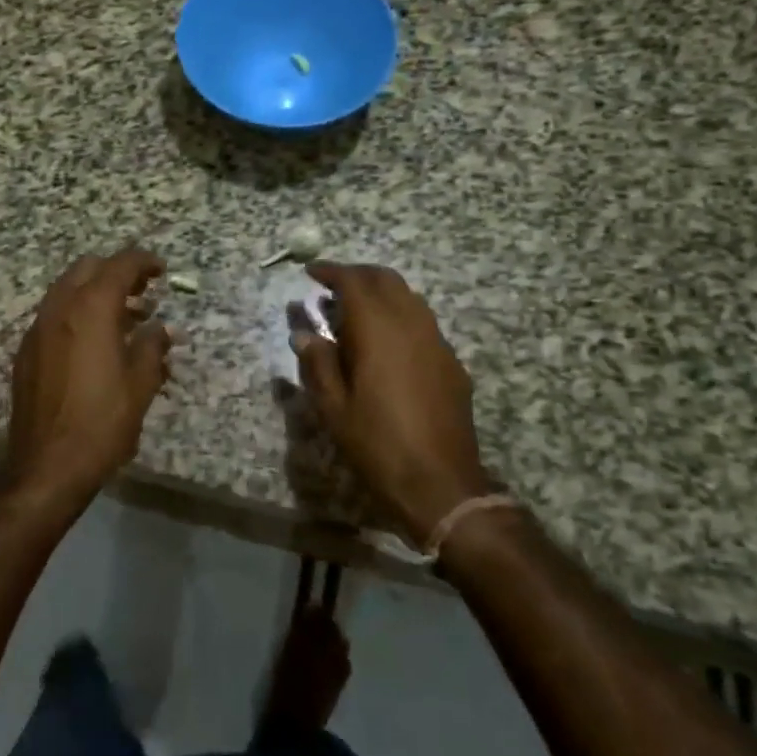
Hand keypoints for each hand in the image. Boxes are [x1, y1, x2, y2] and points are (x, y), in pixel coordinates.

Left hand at [4, 249, 170, 510]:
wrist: (46, 467)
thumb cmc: (102, 423)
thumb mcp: (140, 385)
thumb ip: (152, 348)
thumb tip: (161, 330)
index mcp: (91, 309)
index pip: (120, 265)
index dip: (144, 262)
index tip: (161, 271)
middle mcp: (60, 308)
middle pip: (88, 268)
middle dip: (117, 271)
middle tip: (143, 291)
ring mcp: (38, 329)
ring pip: (67, 289)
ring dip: (95, 291)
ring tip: (124, 317)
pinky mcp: (27, 351)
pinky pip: (54, 314)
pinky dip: (77, 312)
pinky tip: (95, 342)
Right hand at [294, 262, 491, 544]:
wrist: (441, 484)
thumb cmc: (377, 444)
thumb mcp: (334, 408)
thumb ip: (318, 363)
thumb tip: (304, 333)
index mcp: (378, 329)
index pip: (353, 281)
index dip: (330, 271)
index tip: (310, 272)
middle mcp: (411, 323)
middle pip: (385, 279)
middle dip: (358, 275)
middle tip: (333, 286)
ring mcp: (437, 341)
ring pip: (409, 297)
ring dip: (382, 293)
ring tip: (358, 311)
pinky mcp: (452, 362)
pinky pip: (424, 322)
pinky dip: (401, 316)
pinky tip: (389, 342)